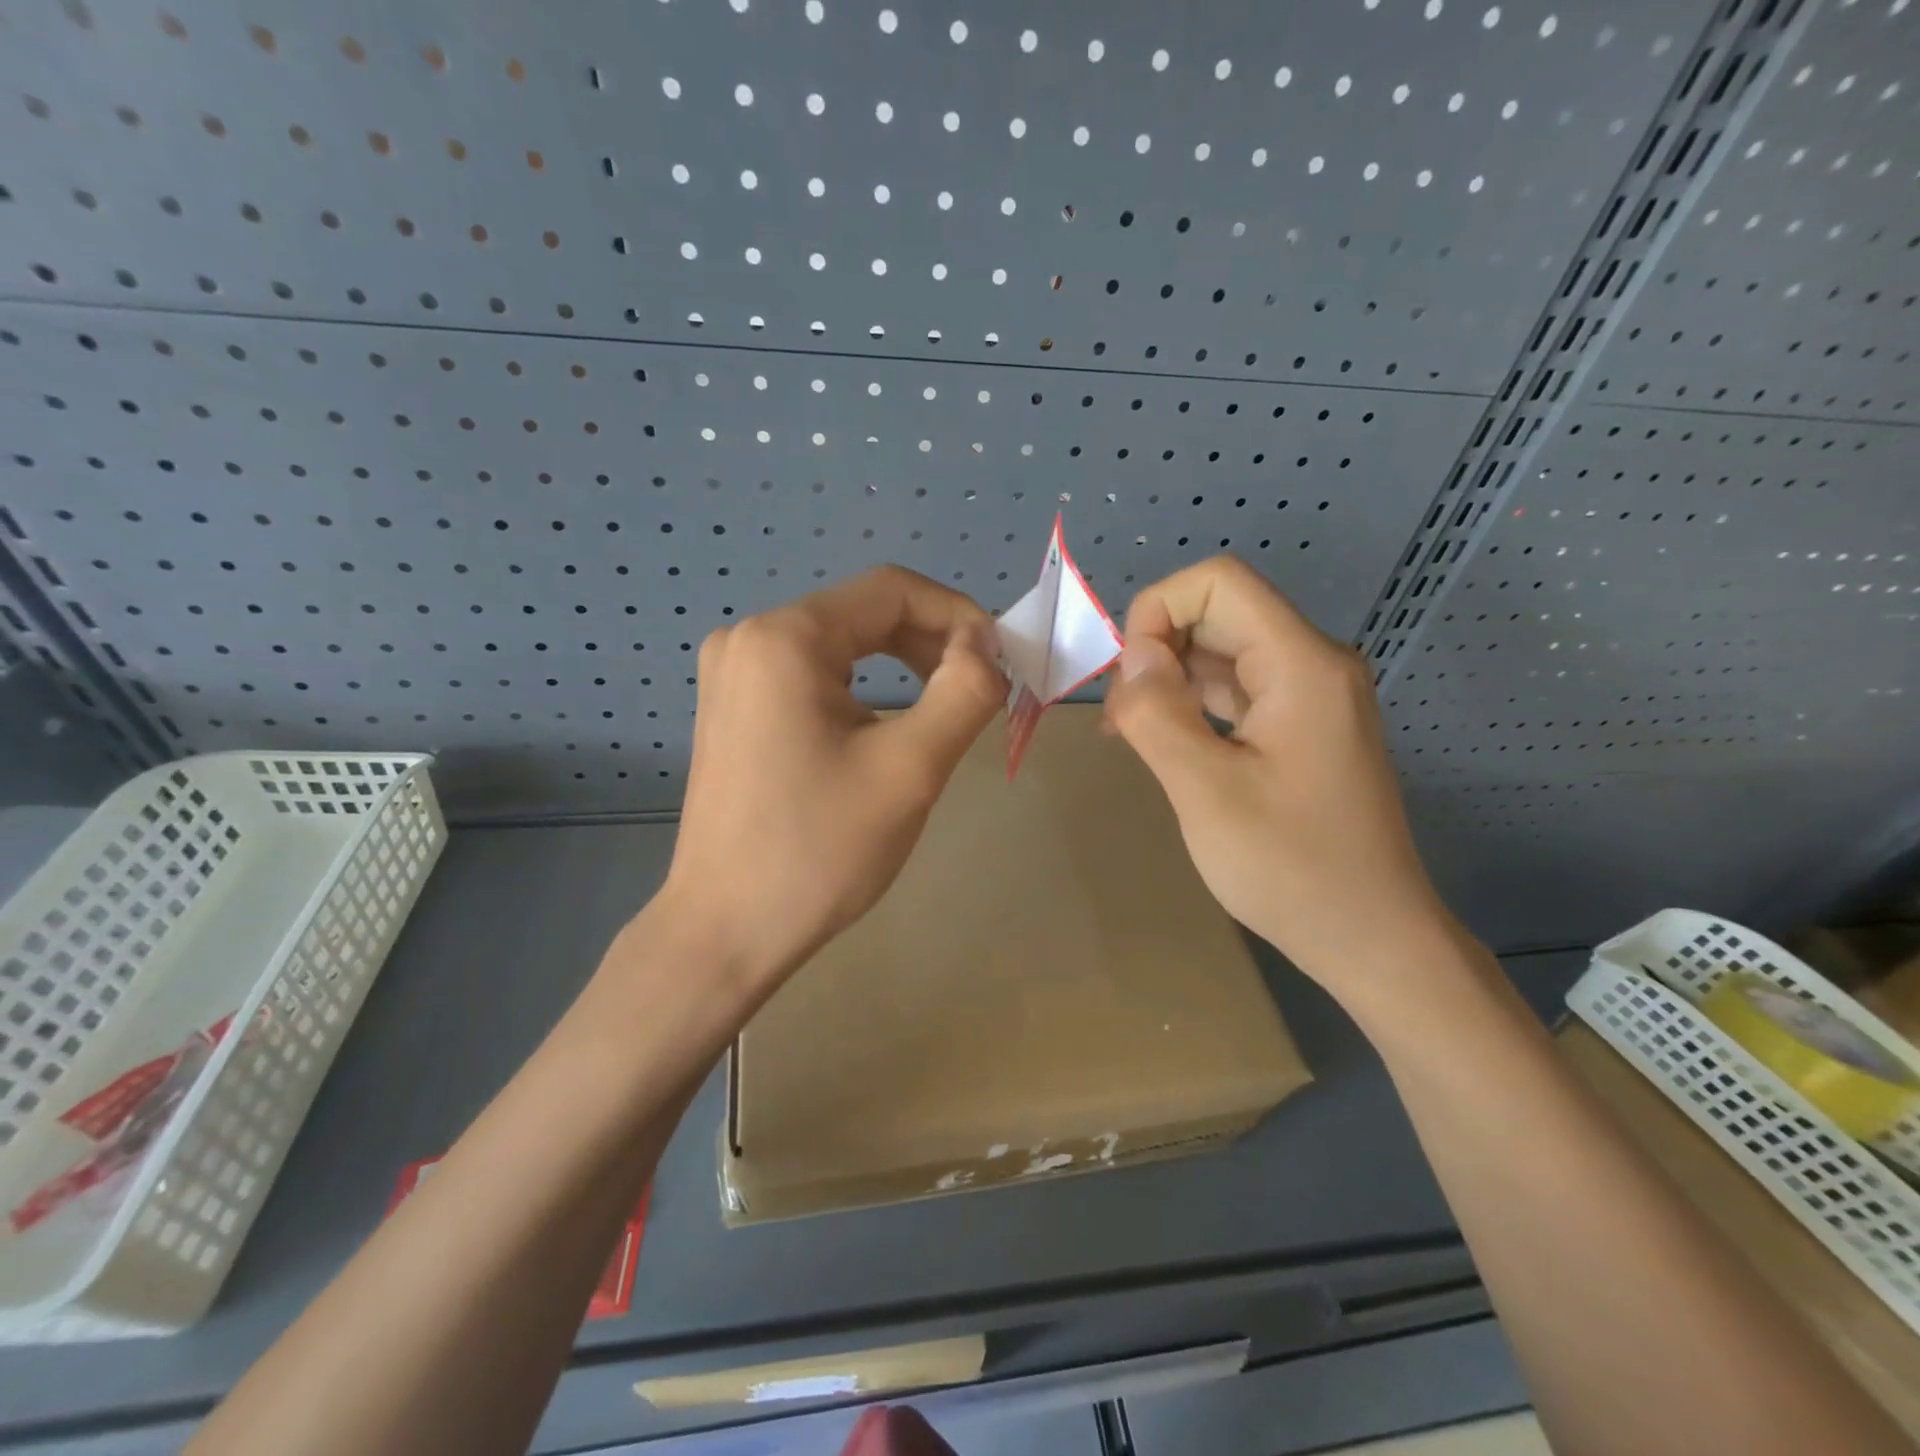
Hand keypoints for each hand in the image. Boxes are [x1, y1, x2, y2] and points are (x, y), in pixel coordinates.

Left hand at [655, 565, 1005, 986]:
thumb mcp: (910, 768)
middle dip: (932, 643)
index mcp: (785, 638)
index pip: (891, 590)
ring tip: (943, 711)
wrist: (726, 932)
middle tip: (981, 690)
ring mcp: (733, 674)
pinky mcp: (733, 709)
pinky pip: (812, 675)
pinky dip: (863, 688)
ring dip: (902, 665)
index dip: (959, 615)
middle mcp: (749, 639)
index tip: (1001, 662)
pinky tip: (886, 728)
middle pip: (863, 613)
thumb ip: (964, 691)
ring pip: (840, 645)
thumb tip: (985, 647)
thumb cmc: (819, 851)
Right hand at [1104, 556, 1454, 999]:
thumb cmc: (1291, 868)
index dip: (1158, 611)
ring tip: (1130, 732)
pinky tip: (1164, 740)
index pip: (1218, 583)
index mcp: (1301, 664)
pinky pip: (1238, 688)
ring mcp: (1311, 694)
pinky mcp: (1303, 725)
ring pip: (1224, 650)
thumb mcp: (1206, 792)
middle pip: (1219, 612)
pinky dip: (1194, 702)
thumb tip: (1132, 657)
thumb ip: (1158, 714)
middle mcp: (1314, 663)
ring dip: (1170, 678)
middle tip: (1122, 718)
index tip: (1130, 680)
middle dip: (1157, 649)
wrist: (1370, 937)